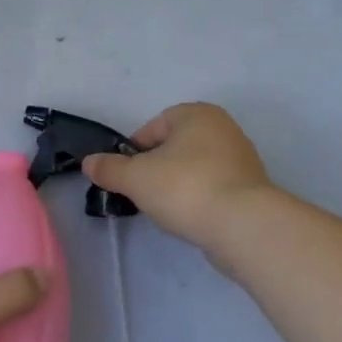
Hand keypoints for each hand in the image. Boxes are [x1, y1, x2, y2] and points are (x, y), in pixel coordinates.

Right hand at [83, 102, 279, 252]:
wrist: (245, 227)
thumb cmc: (186, 188)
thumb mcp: (135, 178)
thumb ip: (109, 169)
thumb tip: (89, 163)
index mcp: (197, 114)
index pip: (153, 128)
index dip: (134, 152)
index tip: (127, 176)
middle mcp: (223, 128)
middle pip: (174, 147)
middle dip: (157, 169)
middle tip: (144, 193)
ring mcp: (242, 159)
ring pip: (195, 169)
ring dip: (178, 186)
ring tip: (168, 210)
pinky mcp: (252, 190)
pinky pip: (214, 189)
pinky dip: (200, 200)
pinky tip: (192, 219)